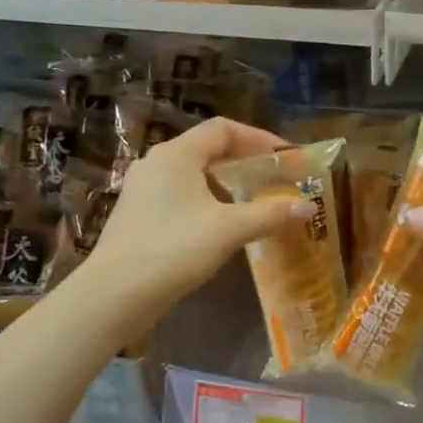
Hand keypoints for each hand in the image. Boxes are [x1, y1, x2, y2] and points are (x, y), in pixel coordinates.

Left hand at [82, 116, 309, 333]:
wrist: (115, 294)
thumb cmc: (174, 250)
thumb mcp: (229, 230)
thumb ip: (269, 214)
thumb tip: (307, 207)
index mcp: (176, 155)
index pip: (222, 129)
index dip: (258, 138)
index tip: (285, 157)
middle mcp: (156, 164)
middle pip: (207, 149)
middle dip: (245, 161)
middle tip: (274, 178)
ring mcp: (143, 190)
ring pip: (193, 174)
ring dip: (226, 183)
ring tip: (254, 201)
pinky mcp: (138, 215)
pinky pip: (180, 195)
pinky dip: (207, 200)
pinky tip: (222, 225)